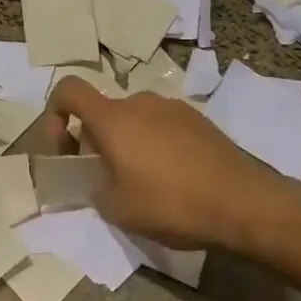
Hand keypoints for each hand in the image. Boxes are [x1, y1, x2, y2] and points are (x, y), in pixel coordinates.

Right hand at [46, 80, 272, 247]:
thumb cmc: (172, 204)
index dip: (55, 113)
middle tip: (107, 179)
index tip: (65, 148)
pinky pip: (162, 126)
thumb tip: (99, 182)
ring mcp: (173, 108)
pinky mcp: (199, 120)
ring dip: (128, 144)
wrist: (246, 204)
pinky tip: (175, 180)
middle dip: (96, 141)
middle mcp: (140, 102)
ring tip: (144, 183)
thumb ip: (96, 190)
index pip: (69, 91)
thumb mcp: (119, 209)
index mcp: (113, 118)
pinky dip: (156, 146)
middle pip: (104, 112)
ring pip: (135, 120)